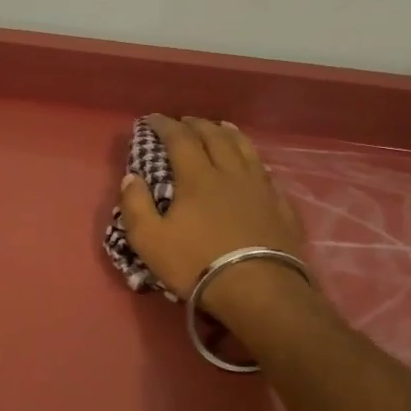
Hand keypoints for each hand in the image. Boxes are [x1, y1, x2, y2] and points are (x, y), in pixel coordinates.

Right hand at [118, 115, 309, 310]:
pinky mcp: (280, 207)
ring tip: (220, 127)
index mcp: (197, 178)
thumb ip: (135, 205)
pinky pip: (265, 172)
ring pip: (244, 148)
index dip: (165, 125)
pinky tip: (252, 163)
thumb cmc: (196, 263)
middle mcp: (230, 173)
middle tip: (184, 121)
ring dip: (228, 133)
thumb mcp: (149, 240)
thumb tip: (131, 178)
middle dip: (196, 124)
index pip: (180, 139)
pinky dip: (253, 159)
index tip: (152, 119)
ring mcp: (260, 188)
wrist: (258, 290)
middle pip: (215, 137)